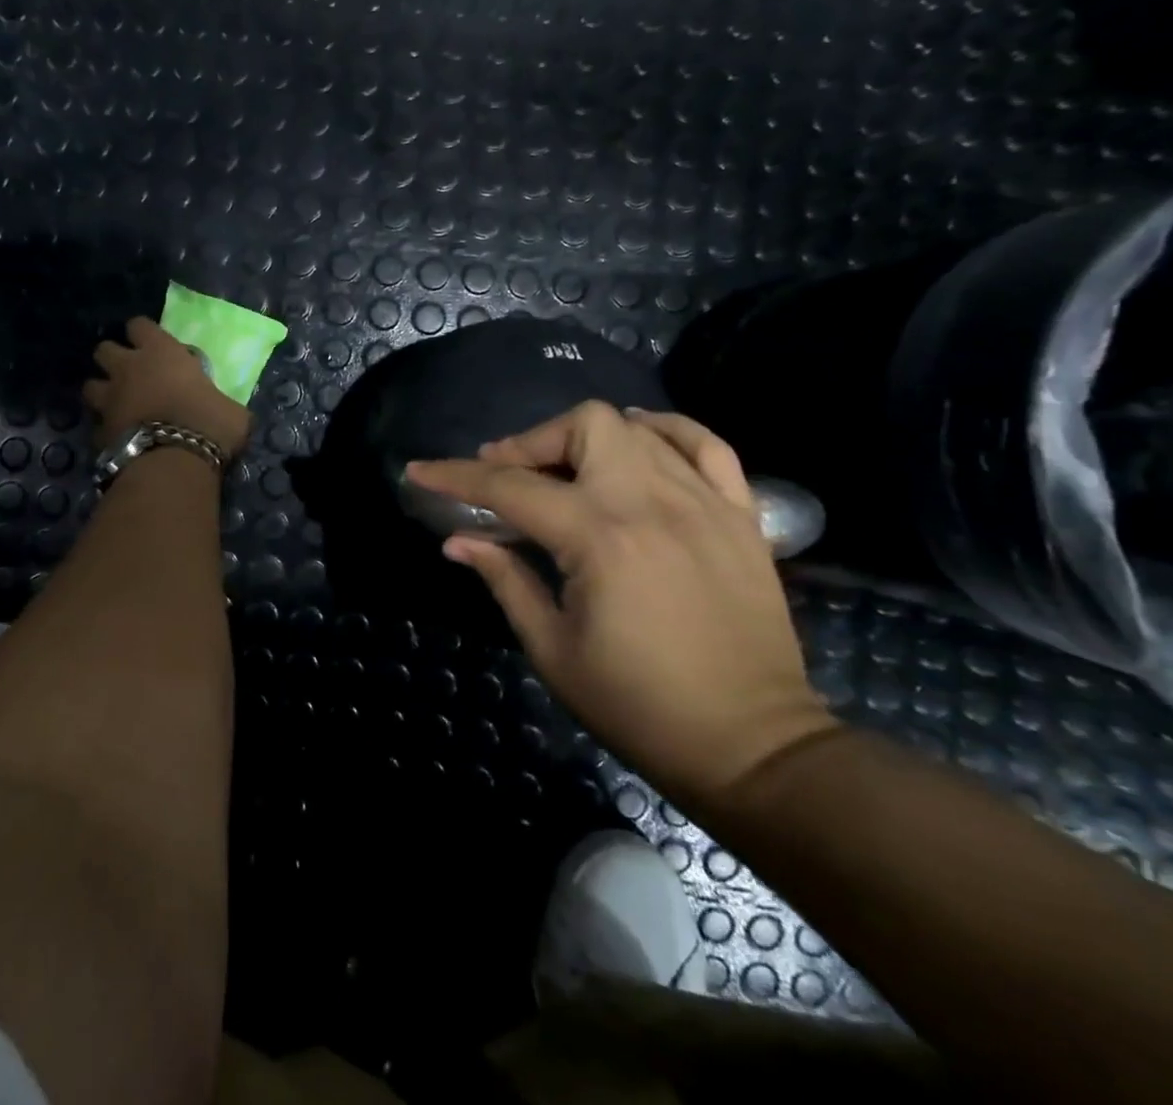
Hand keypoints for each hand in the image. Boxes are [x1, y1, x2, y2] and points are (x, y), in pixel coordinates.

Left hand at [84, 317, 251, 456]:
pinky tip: (118, 438)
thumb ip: (219, 401)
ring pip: (90, 385)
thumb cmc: (209, 424)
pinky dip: (106, 430)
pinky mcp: (99, 432)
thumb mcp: (230, 409)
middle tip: (129, 373)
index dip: (142, 333)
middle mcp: (128, 368)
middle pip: (103, 349)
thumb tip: (225, 411)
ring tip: (116, 404)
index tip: (151, 343)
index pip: (139, 325)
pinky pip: (97, 425)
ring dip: (101, 392)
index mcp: (161, 352)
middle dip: (112, 358)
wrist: (174, 462)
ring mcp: (109, 400)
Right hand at [409, 402, 836, 808]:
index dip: (455, 476)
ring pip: (637, 428)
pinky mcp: (741, 516)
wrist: (752, 746)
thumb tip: (457, 541)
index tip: (420, 471)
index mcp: (599, 538)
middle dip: (531, 443)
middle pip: (582, 426)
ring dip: (585, 437)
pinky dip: (666, 432)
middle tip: (507, 476)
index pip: (510, 487)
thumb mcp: (552, 649)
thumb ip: (505, 579)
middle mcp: (652, 502)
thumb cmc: (638, 706)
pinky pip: (706, 446)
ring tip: (563, 467)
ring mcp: (704, 503)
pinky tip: (640, 443)